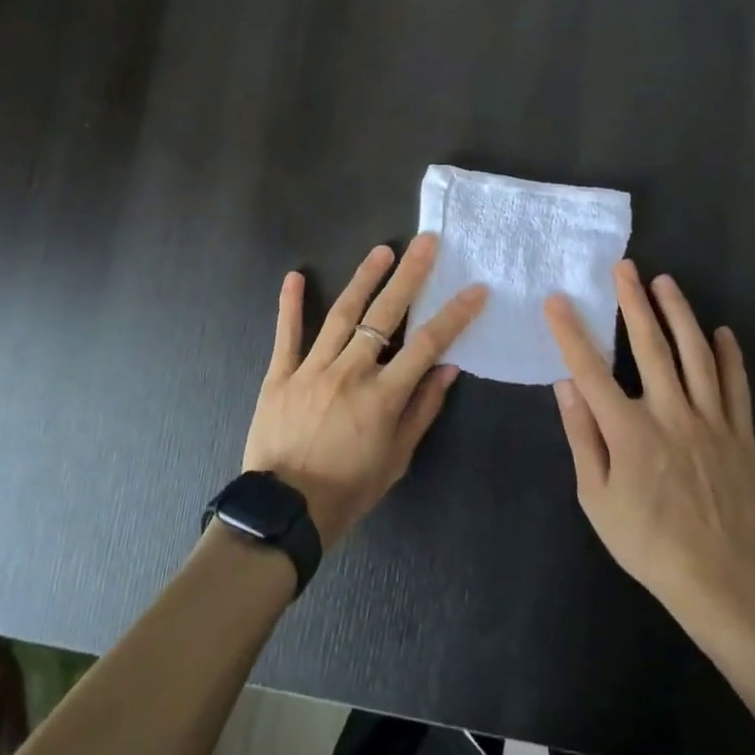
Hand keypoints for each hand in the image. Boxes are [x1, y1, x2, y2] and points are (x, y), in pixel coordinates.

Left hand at [243, 234, 487, 547]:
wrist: (284, 512)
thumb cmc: (348, 490)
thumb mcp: (396, 459)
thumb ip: (422, 410)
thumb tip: (448, 369)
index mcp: (382, 396)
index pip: (426, 345)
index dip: (453, 316)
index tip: (474, 289)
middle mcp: (350, 373)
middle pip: (384, 315)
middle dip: (409, 276)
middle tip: (425, 242)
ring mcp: (312, 370)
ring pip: (341, 315)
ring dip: (363, 279)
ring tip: (382, 250)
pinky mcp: (280, 375)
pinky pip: (287, 335)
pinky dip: (290, 305)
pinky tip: (295, 276)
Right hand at [546, 261, 754, 625]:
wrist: (718, 578)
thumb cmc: (646, 540)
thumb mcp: (596, 497)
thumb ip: (582, 435)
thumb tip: (565, 385)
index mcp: (629, 431)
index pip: (592, 369)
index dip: (571, 332)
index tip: (556, 301)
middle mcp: (670, 414)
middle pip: (650, 346)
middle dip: (634, 302)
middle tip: (625, 267)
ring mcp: (710, 422)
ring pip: (696, 355)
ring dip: (679, 314)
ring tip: (666, 282)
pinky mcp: (739, 435)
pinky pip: (736, 386)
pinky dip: (730, 356)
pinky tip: (722, 332)